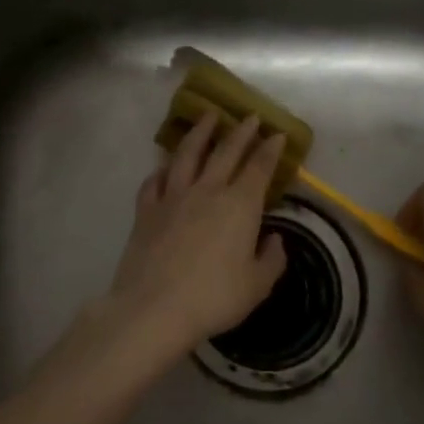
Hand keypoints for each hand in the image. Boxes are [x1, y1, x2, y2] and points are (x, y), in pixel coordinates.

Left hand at [100, 114, 288, 360]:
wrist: (154, 307)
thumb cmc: (214, 297)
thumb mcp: (256, 285)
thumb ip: (271, 259)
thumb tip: (274, 240)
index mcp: (239, 205)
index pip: (259, 167)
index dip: (270, 149)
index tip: (277, 134)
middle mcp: (207, 190)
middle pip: (226, 151)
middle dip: (241, 132)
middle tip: (250, 116)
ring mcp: (173, 196)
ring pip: (187, 155)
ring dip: (200, 133)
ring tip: (207, 117)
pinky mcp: (146, 210)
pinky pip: (154, 181)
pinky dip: (162, 169)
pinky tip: (164, 166)